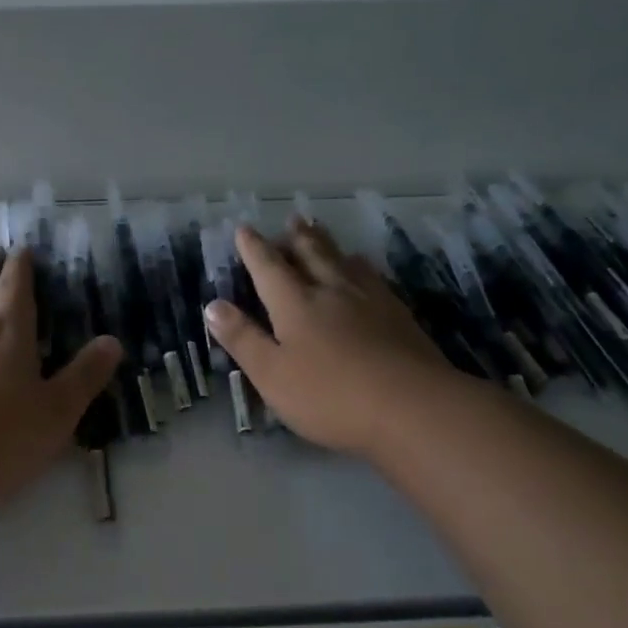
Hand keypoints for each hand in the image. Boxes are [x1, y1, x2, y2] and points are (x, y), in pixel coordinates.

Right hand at [203, 219, 456, 459]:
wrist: (413, 407)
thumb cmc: (330, 396)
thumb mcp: (272, 374)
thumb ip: (242, 339)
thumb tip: (213, 305)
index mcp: (295, 304)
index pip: (269, 268)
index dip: (254, 248)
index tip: (244, 229)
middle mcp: (331, 291)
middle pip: (312, 255)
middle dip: (297, 237)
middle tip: (292, 219)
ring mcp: (370, 301)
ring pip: (344, 262)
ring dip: (329, 245)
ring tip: (323, 232)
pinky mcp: (399, 316)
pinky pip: (374, 278)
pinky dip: (362, 267)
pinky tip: (366, 271)